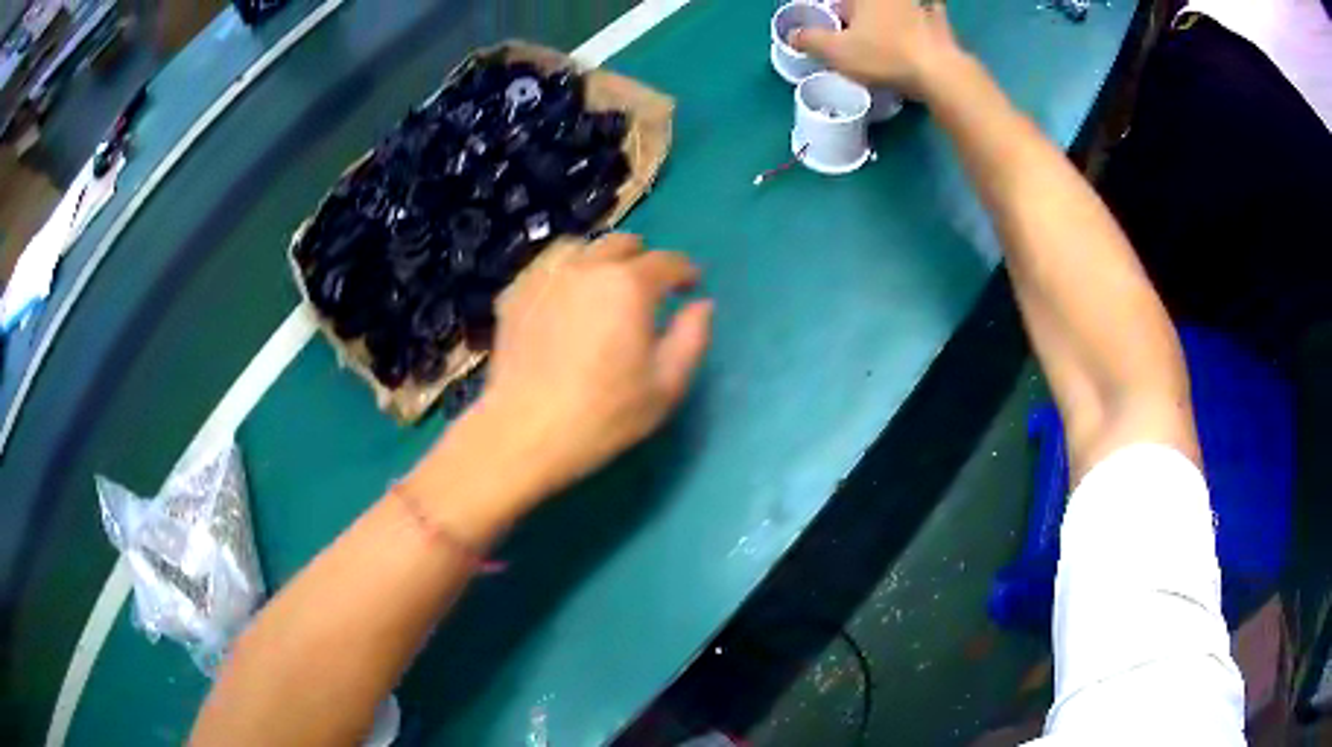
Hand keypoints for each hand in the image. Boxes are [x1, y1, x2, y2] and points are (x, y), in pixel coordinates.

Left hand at [460, 234, 712, 510]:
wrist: (524, 432)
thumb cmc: (604, 414)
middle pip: (621, 243)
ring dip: (598, 258)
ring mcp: (544, 277)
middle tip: (648, 289)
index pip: (666, 262)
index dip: (685, 271)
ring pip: (578, 247)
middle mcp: (586, 267)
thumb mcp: (666, 386)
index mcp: (629, 285)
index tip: (691, 286)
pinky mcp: (514, 295)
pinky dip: (562, 274)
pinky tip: (562, 300)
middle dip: (643, 260)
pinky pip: (544, 268)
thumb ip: (692, 338)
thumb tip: (701, 305)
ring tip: (601, 285)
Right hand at [791, 0, 960, 98]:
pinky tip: (928, 13)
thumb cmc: (884, 56)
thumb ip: (811, 41)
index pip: (840, 1)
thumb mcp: (837, 52)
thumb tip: (792, 34)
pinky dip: (929, 10)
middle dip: (858, 11)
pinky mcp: (939, 21)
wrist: (939, 73)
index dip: (835, 11)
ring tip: (885, 28)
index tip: (833, 24)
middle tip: (852, 26)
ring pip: (901, 4)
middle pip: (867, 3)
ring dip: (895, 9)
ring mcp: (918, 6)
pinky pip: (933, 9)